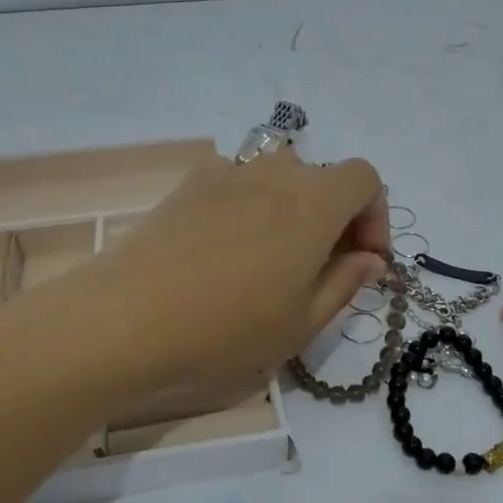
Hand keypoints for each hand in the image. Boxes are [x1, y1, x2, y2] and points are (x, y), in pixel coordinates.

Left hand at [70, 149, 387, 394]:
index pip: (365, 179)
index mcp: (314, 204)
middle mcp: (275, 174)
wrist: (128, 319)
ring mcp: (228, 174)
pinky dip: (248, 201)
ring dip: (292, 207)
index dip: (374, 216)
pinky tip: (226, 243)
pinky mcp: (189, 184)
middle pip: (323, 178)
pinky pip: (236, 180)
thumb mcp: (302, 322)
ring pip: (279, 176)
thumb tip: (370, 259)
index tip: (361, 260)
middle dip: (335, 217)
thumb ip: (346, 282)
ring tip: (271, 257)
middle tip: (319, 268)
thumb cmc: (227, 329)